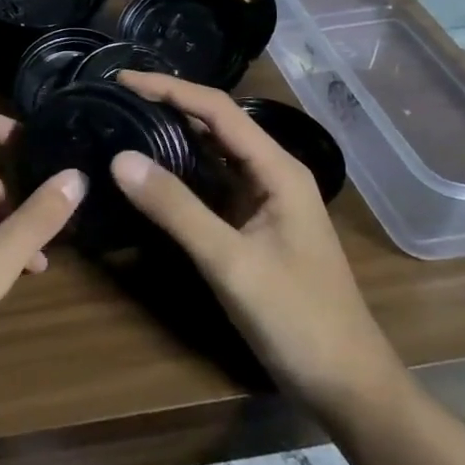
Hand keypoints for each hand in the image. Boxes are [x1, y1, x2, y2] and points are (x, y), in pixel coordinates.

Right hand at [111, 72, 403, 416]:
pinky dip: (182, 171)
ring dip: (174, 135)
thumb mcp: (230, 262)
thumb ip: (176, 209)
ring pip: (214, 153)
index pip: (217, 110)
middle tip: (116, 99)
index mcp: (277, 169)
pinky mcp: (255, 226)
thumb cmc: (297, 319)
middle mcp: (273, 174)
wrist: (348, 385)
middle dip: (168, 105)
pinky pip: (213, 184)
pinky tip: (153, 174)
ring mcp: (265, 201)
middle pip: (216, 124)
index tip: (122, 79)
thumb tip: (120, 159)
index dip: (169, 88)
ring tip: (126, 123)